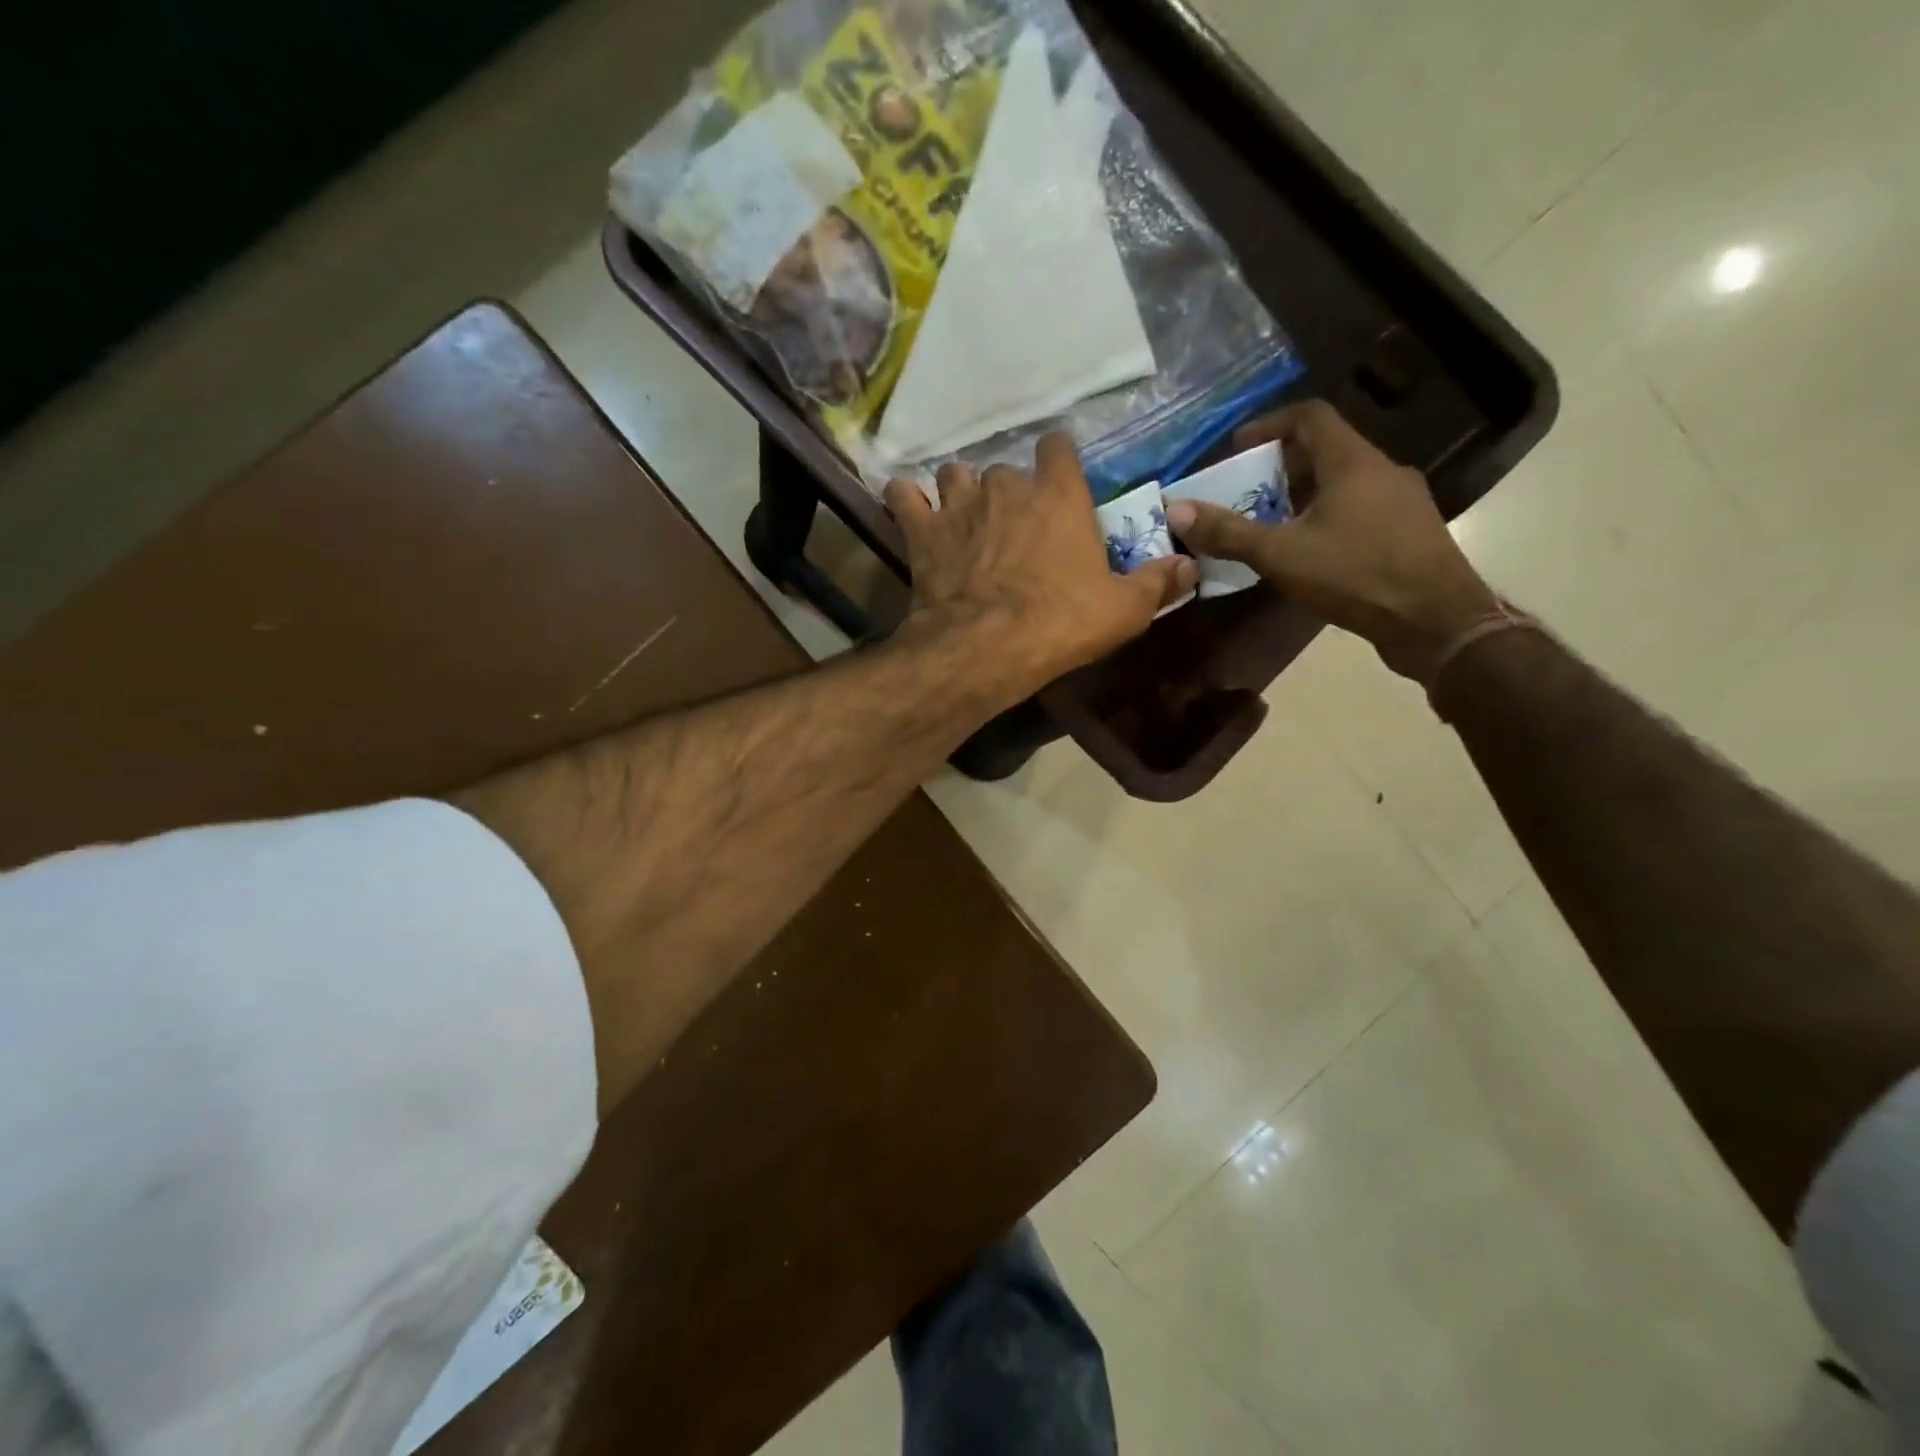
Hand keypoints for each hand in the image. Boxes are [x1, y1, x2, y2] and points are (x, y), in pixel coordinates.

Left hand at [884, 434, 1195, 702]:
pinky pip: (904, 497)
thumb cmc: (1061, 622)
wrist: (986, 645)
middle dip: (1009, 490)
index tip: (1058, 477)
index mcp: (1059, 495)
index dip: (1057, 459)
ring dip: (959, 490)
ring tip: (963, 515)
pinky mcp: (922, 532)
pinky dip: (907, 501)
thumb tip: (1192, 565)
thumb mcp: (1123, 610)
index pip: (1058, 449)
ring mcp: (959, 505)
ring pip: (955, 475)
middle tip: (1012, 522)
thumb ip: (1157, 583)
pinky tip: (911, 511)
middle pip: (1005, 468)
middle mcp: (1007, 487)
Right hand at [1162, 401, 1501, 680]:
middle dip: (1280, 465)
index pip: (1309, 416)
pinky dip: (1327, 516)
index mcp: (1353, 462)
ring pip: (1343, 481)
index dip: (1269, 425)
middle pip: (1326, 449)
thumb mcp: (1281, 554)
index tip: (1237, 448)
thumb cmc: (1357, 576)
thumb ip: (1229, 532)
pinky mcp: (1409, 531)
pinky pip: (1360, 508)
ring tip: (1269, 522)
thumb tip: (1177, 510)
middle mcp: (1382, 470)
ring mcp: (1402, 501)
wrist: (1436, 621)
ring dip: (1303, 494)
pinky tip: (1308, 550)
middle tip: (1245, 490)